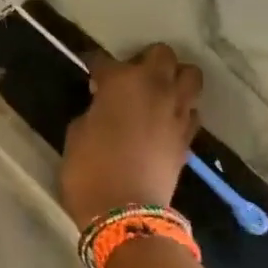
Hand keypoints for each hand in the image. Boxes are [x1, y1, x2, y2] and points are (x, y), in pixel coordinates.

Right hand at [60, 44, 203, 226]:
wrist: (124, 212)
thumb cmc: (89, 170)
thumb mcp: (77, 133)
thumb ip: (93, 110)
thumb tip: (103, 106)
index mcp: (121, 81)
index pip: (104, 61)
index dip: (94, 65)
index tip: (88, 72)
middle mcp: (155, 87)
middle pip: (162, 54)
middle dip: (145, 61)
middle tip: (129, 78)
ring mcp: (177, 111)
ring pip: (190, 75)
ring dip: (173, 79)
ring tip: (156, 94)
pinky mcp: (188, 136)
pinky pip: (191, 110)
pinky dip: (180, 110)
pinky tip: (165, 121)